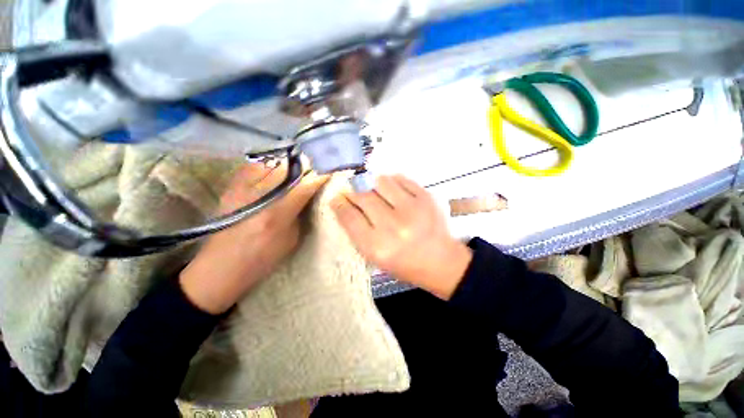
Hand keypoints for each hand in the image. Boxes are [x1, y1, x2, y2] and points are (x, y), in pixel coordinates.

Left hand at [180, 163, 327, 313]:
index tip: (332, 170)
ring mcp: (242, 187)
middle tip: (316, 167)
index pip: (305, 185)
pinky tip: (277, 170)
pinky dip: (270, 164)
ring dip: (289, 163)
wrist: (219, 266)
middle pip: (288, 167)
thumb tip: (309, 194)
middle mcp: (259, 194)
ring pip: (272, 162)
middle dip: (306, 165)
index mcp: (277, 213)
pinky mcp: (231, 185)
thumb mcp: (291, 240)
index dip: (321, 175)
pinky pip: (255, 165)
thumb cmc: (261, 259)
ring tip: (299, 167)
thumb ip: (300, 213)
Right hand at [331, 175, 471, 299]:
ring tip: (374, 191)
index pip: (350, 217)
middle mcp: (393, 226)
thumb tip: (344, 204)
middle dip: (353, 192)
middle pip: (363, 196)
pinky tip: (391, 190)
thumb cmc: (404, 263)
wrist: (441, 261)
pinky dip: (391, 181)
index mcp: (378, 247)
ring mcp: (412, 209)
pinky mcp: (426, 197)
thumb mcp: (375, 256)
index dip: (339, 204)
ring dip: (372, 183)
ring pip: (380, 181)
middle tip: (353, 192)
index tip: (337, 198)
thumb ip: (357, 231)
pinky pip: (400, 178)